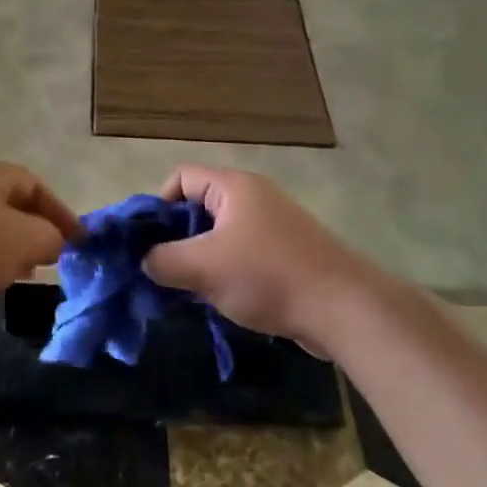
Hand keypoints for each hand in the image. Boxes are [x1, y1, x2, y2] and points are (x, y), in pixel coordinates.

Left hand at [0, 160, 83, 326]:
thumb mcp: (23, 242)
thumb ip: (50, 238)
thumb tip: (52, 241)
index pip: (33, 183)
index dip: (59, 212)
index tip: (77, 241)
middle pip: (4, 201)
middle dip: (31, 229)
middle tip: (46, 258)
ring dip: (3, 245)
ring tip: (14, 274)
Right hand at [142, 166, 384, 355]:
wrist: (343, 309)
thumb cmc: (267, 276)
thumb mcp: (203, 267)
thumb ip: (162, 260)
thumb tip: (144, 261)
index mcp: (234, 187)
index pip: (181, 178)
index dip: (158, 205)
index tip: (149, 242)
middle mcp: (253, 197)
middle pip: (199, 207)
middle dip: (176, 239)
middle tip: (162, 271)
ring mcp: (273, 226)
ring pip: (219, 236)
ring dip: (199, 260)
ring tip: (187, 291)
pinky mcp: (285, 254)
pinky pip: (242, 255)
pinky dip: (225, 273)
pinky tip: (219, 300)